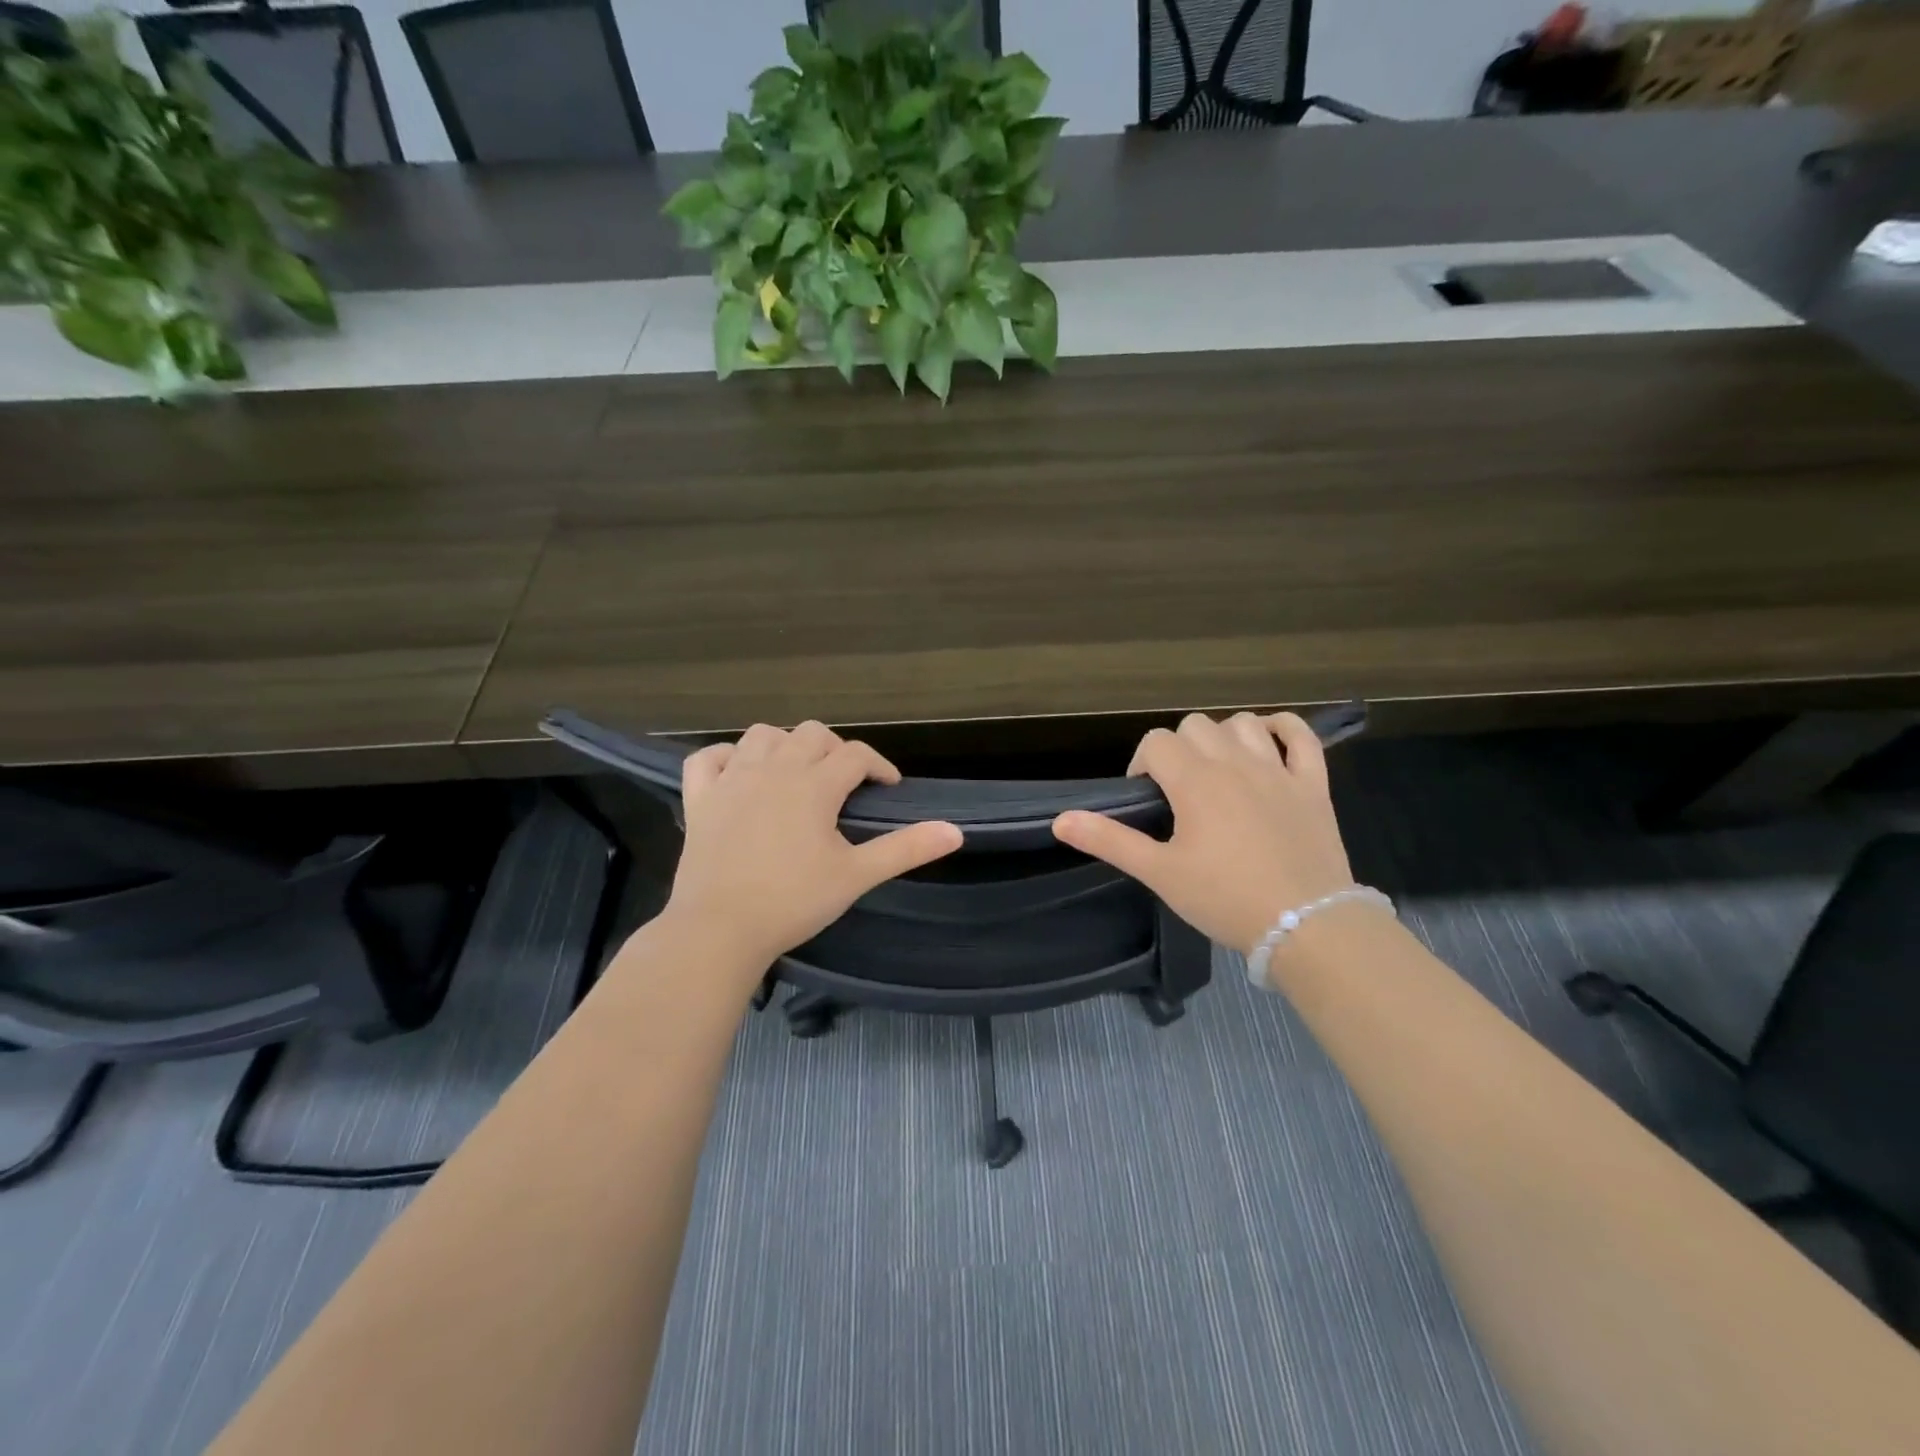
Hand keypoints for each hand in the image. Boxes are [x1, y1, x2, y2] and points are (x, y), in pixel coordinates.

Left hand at [663, 721, 961, 971]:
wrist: (719, 930)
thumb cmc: (793, 902)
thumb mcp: (857, 876)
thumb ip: (906, 848)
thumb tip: (955, 831)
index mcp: (814, 784)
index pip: (856, 755)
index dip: (878, 766)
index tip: (889, 787)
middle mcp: (773, 769)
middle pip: (811, 734)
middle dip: (834, 750)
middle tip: (844, 784)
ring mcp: (731, 780)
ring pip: (762, 735)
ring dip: (785, 744)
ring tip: (795, 773)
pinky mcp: (700, 798)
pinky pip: (708, 758)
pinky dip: (726, 757)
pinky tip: (738, 773)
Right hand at [1052, 712, 1356, 956]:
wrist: (1306, 926)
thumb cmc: (1225, 898)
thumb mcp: (1159, 873)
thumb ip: (1109, 840)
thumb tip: (1060, 819)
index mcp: (1194, 780)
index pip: (1156, 743)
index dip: (1142, 764)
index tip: (1146, 800)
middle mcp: (1234, 762)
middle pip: (1195, 726)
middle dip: (1178, 750)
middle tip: (1178, 792)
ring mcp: (1278, 769)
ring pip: (1242, 723)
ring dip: (1223, 737)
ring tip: (1218, 771)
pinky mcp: (1313, 784)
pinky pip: (1301, 736)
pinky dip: (1282, 729)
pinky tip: (1268, 743)